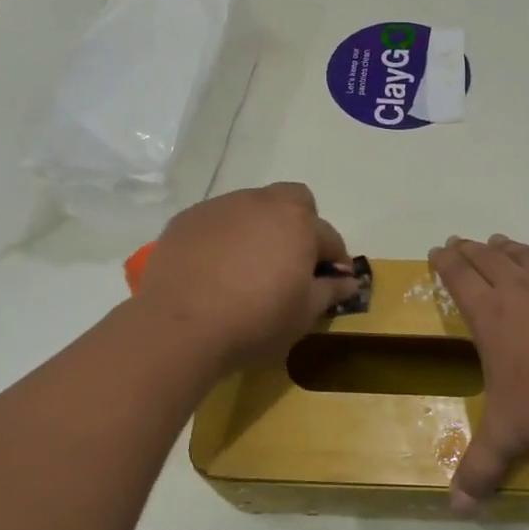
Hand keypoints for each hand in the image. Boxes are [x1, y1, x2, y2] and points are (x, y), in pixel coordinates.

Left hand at [135, 182, 358, 371]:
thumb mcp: (303, 315)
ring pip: (252, 207)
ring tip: (249, 265)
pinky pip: (218, 220)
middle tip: (291, 261)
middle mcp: (262, 203)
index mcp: (298, 222)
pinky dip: (225, 237)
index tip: (330, 282)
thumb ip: (330, 291)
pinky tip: (215, 268)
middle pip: (293, 201)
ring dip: (260, 228)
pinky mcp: (187, 219)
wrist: (178, 327)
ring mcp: (221, 207)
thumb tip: (350, 280)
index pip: (329, 237)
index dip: (334, 260)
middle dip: (300, 224)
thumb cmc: (254, 321)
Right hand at [427, 230, 528, 511]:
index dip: (446, 265)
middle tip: (459, 240)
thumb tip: (456, 508)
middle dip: (471, 251)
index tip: (436, 249)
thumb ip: (481, 469)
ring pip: (528, 259)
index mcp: (492, 318)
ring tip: (499, 239)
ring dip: (511, 249)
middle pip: (489, 262)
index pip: (460, 282)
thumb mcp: (509, 436)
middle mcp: (521, 293)